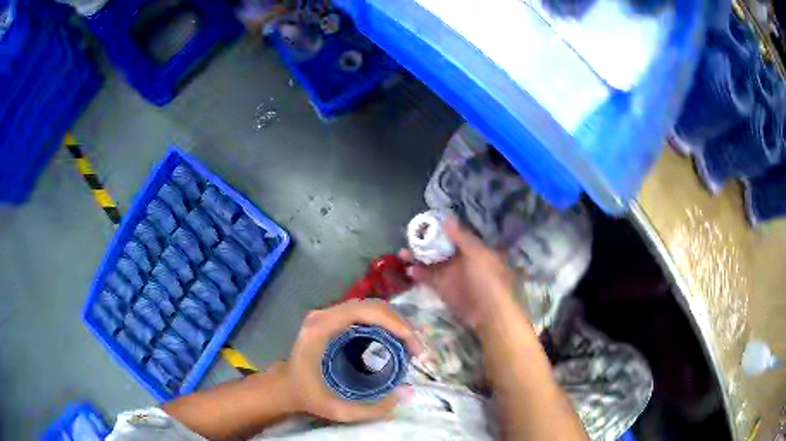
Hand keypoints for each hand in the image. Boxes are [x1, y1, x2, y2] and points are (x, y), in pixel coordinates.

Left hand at [282, 299, 420, 422]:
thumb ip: (373, 409)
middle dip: (400, 324)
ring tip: (410, 347)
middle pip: (370, 306)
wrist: (285, 386)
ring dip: (395, 323)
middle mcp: (324, 315)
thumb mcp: (337, 410)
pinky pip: (365, 314)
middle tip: (416, 350)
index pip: (362, 311)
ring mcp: (328, 314)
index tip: (413, 344)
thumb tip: (408, 392)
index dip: (393, 322)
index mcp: (320, 330)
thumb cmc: (307, 396)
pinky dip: (386, 324)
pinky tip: (395, 341)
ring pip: (370, 307)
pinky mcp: (333, 319)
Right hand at [400, 217, 517, 331]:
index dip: (441, 227)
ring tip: (402, 253)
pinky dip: (419, 274)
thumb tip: (446, 218)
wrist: (490, 314)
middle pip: (440, 247)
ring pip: (432, 262)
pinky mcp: (444, 289)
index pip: (455, 233)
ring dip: (418, 257)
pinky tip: (409, 270)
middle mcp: (462, 259)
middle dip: (425, 242)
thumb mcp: (478, 254)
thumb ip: (462, 237)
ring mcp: (453, 275)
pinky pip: (429, 278)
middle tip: (408, 236)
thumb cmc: (489, 280)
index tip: (424, 221)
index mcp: (474, 248)